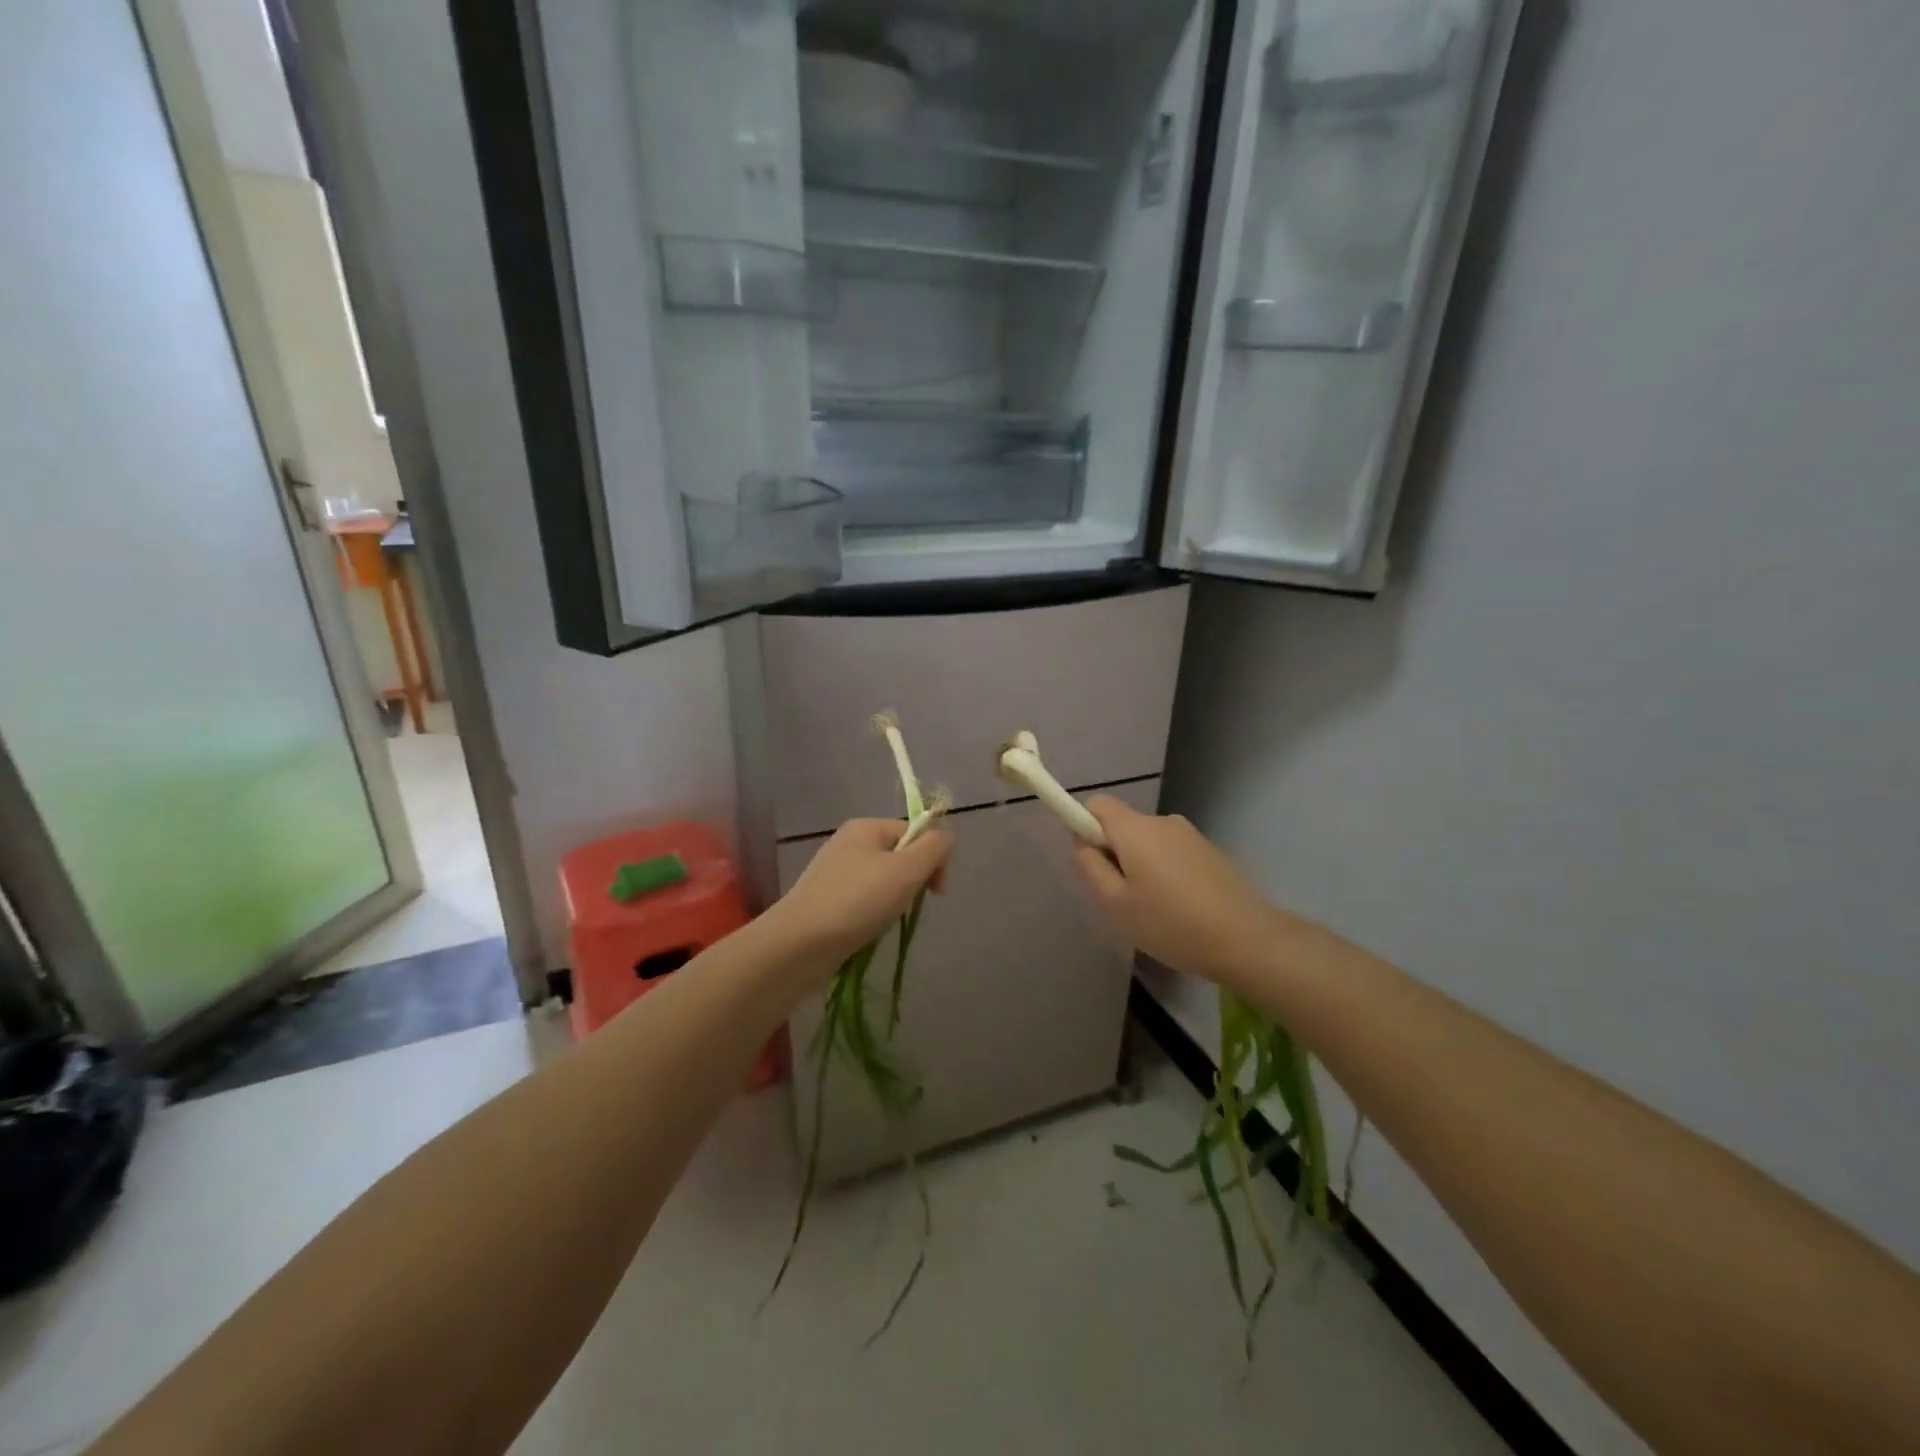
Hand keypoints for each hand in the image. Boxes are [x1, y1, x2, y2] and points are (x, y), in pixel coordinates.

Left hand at [765, 818, 951, 970]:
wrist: (799, 945)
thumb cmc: (858, 901)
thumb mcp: (907, 870)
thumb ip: (934, 848)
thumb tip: (945, 839)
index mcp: (866, 827)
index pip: (914, 832)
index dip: (932, 859)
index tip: (936, 891)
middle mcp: (848, 843)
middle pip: (899, 857)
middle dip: (911, 883)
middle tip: (905, 907)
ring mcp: (833, 873)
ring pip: (882, 883)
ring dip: (892, 903)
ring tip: (882, 923)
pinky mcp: (824, 901)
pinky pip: (862, 903)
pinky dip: (871, 917)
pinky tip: (866, 932)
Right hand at [1071, 797, 1299, 987]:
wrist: (1246, 939)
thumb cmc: (1171, 923)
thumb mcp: (1116, 903)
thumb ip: (1091, 866)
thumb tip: (1082, 841)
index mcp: (1135, 829)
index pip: (1097, 804)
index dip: (1085, 826)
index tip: (1092, 861)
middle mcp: (1162, 821)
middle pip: (1124, 825)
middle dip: (1115, 853)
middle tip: (1121, 897)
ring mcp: (1190, 835)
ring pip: (1149, 842)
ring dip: (1142, 865)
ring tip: (1154, 909)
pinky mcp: (1210, 851)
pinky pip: (1172, 853)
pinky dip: (1166, 872)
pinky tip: (1180, 908)